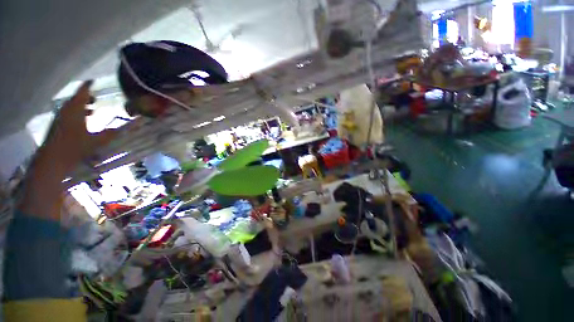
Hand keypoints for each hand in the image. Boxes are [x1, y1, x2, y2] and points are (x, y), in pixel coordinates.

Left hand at [19, 81, 117, 219]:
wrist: (52, 161)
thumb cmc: (74, 148)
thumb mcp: (97, 141)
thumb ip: (112, 133)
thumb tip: (130, 128)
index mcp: (75, 110)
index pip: (82, 93)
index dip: (88, 86)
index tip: (93, 80)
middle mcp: (66, 111)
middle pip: (76, 99)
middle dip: (86, 97)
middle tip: (96, 97)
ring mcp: (60, 119)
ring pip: (71, 107)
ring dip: (81, 106)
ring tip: (91, 109)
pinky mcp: (57, 126)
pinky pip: (68, 114)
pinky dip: (76, 114)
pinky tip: (82, 121)